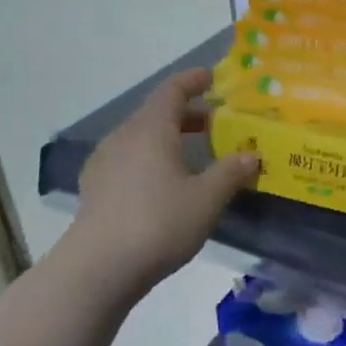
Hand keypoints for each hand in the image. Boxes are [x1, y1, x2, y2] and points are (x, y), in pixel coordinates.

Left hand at [68, 66, 259, 295]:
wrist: (99, 267)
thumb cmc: (159, 223)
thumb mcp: (206, 199)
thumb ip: (230, 173)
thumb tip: (250, 155)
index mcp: (150, 129)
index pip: (172, 90)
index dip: (193, 80)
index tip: (213, 78)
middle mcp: (123, 137)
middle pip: (156, 114)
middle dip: (187, 115)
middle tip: (215, 124)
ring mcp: (104, 162)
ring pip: (141, 138)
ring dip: (168, 139)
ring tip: (193, 156)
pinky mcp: (95, 188)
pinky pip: (128, 160)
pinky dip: (151, 160)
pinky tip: (163, 185)